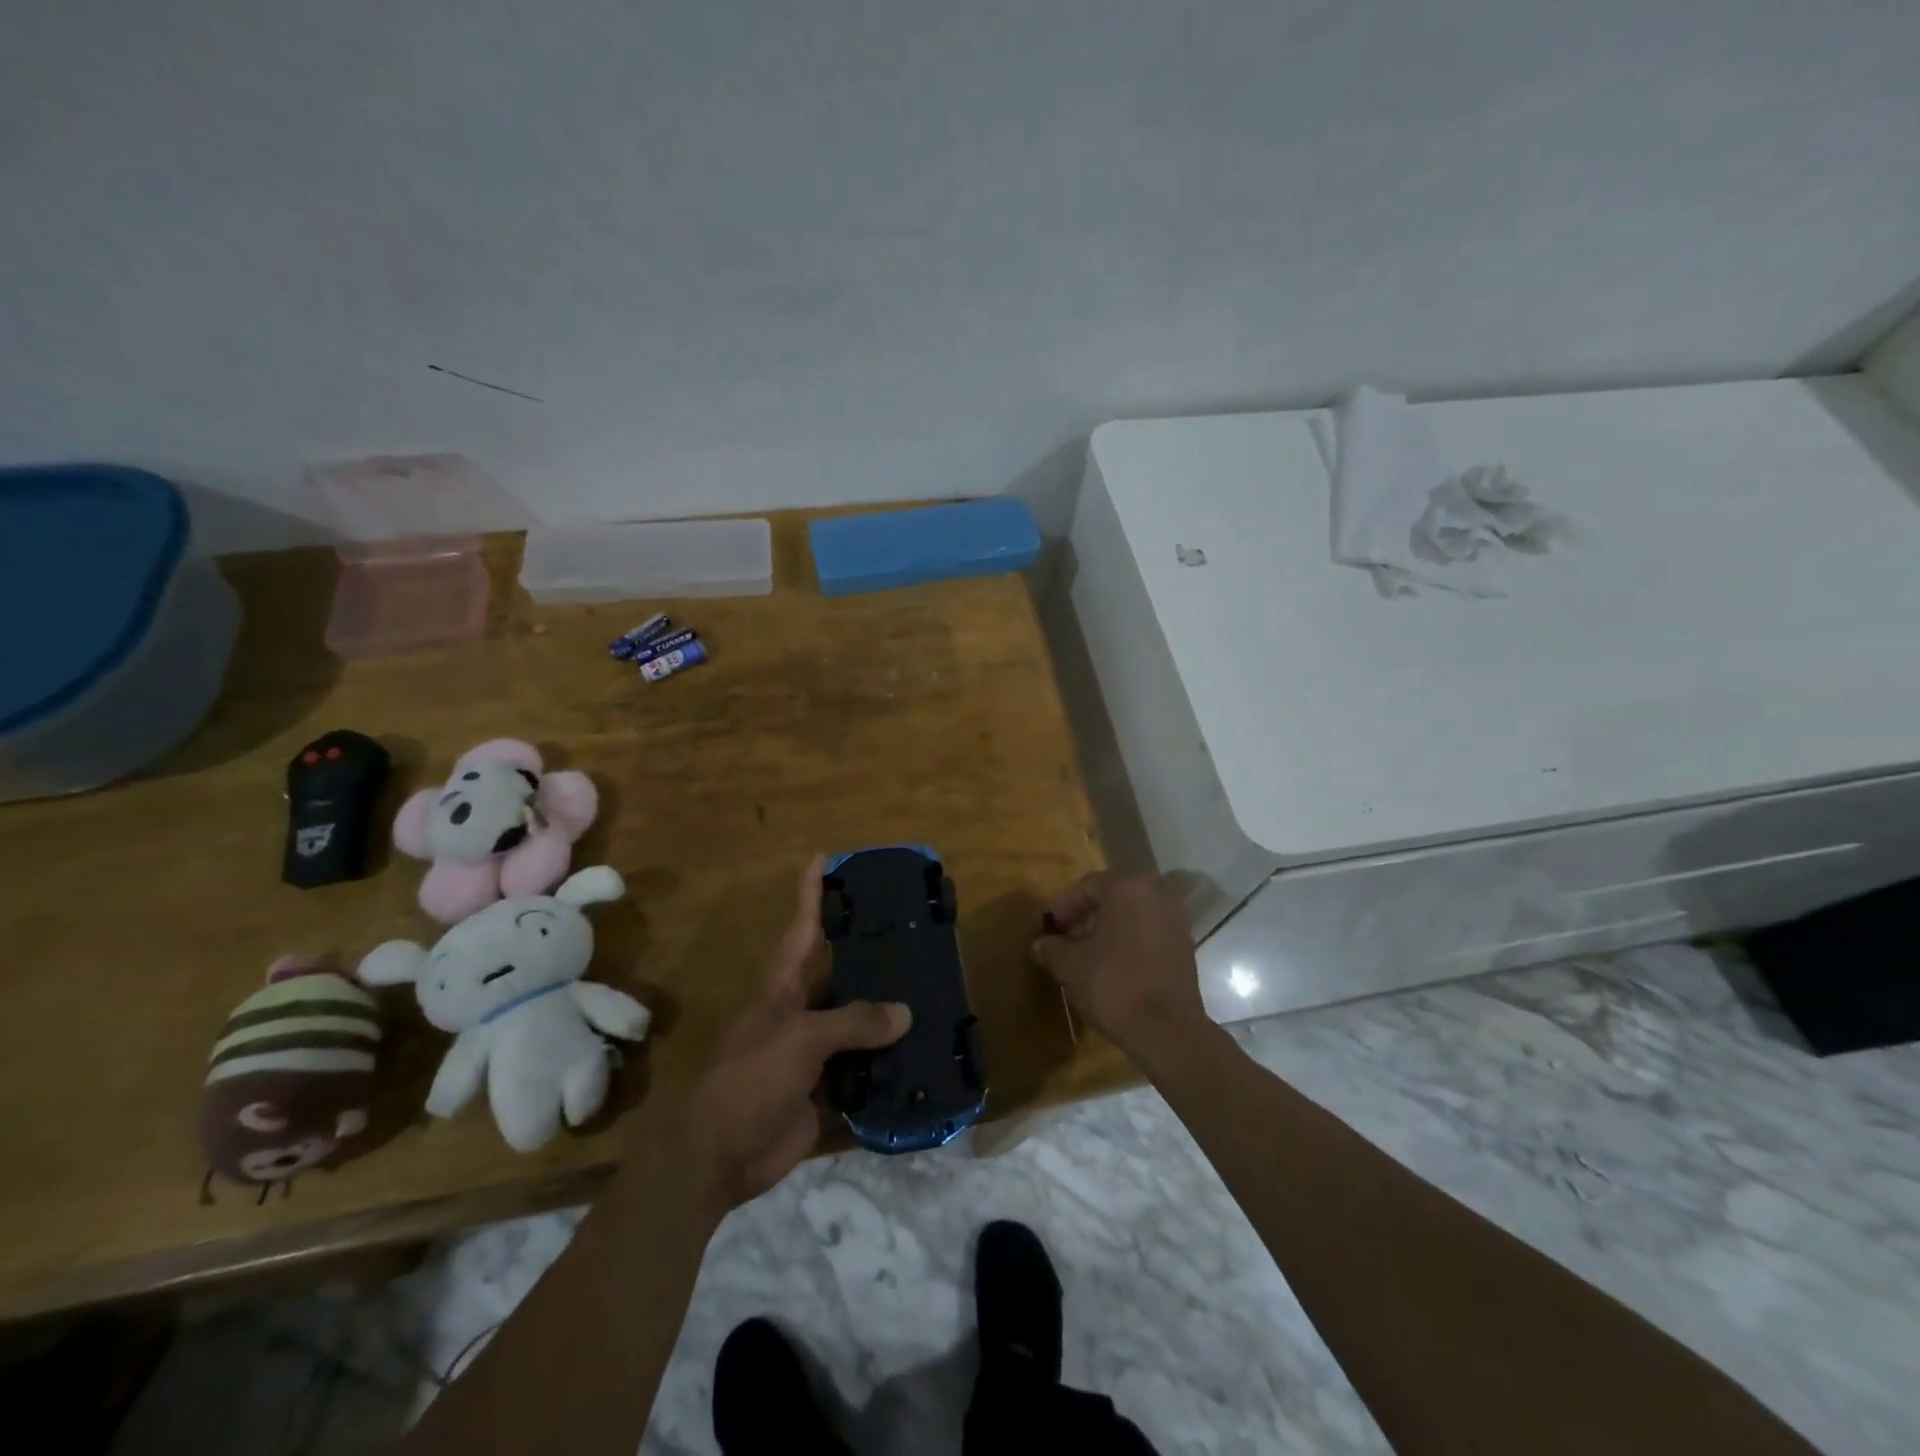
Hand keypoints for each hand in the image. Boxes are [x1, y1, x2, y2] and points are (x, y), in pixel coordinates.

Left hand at [688, 855, 911, 1208]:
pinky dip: (887, 1067)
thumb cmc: (751, 1078)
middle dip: (867, 957)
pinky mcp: (823, 1092)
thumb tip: (905, 1013)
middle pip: (837, 976)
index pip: (800, 928)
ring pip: (855, 1026)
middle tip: (910, 934)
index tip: (824, 858)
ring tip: (929, 994)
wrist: (718, 1156)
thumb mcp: (801, 1038)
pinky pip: (862, 1072)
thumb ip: (854, 1022)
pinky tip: (920, 1056)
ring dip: (885, 1016)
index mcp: (782, 989)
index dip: (810, 892)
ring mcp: (810, 1054)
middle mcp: (798, 1013)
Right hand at [1031, 871, 1205, 1054]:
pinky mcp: (1185, 943)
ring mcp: (1176, 918)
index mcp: (1127, 888)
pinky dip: (1129, 938)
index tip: (1051, 925)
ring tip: (1087, 952)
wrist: (1167, 1031)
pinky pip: (1149, 929)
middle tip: (1066, 937)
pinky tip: (1112, 963)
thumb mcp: (1071, 966)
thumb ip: (1052, 948)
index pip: (1088, 885)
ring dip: (1108, 926)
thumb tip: (1039, 944)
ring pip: (1133, 912)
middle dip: (1087, 915)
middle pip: (1113, 895)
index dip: (1065, 905)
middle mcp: (1156, 893)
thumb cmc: (1114, 986)